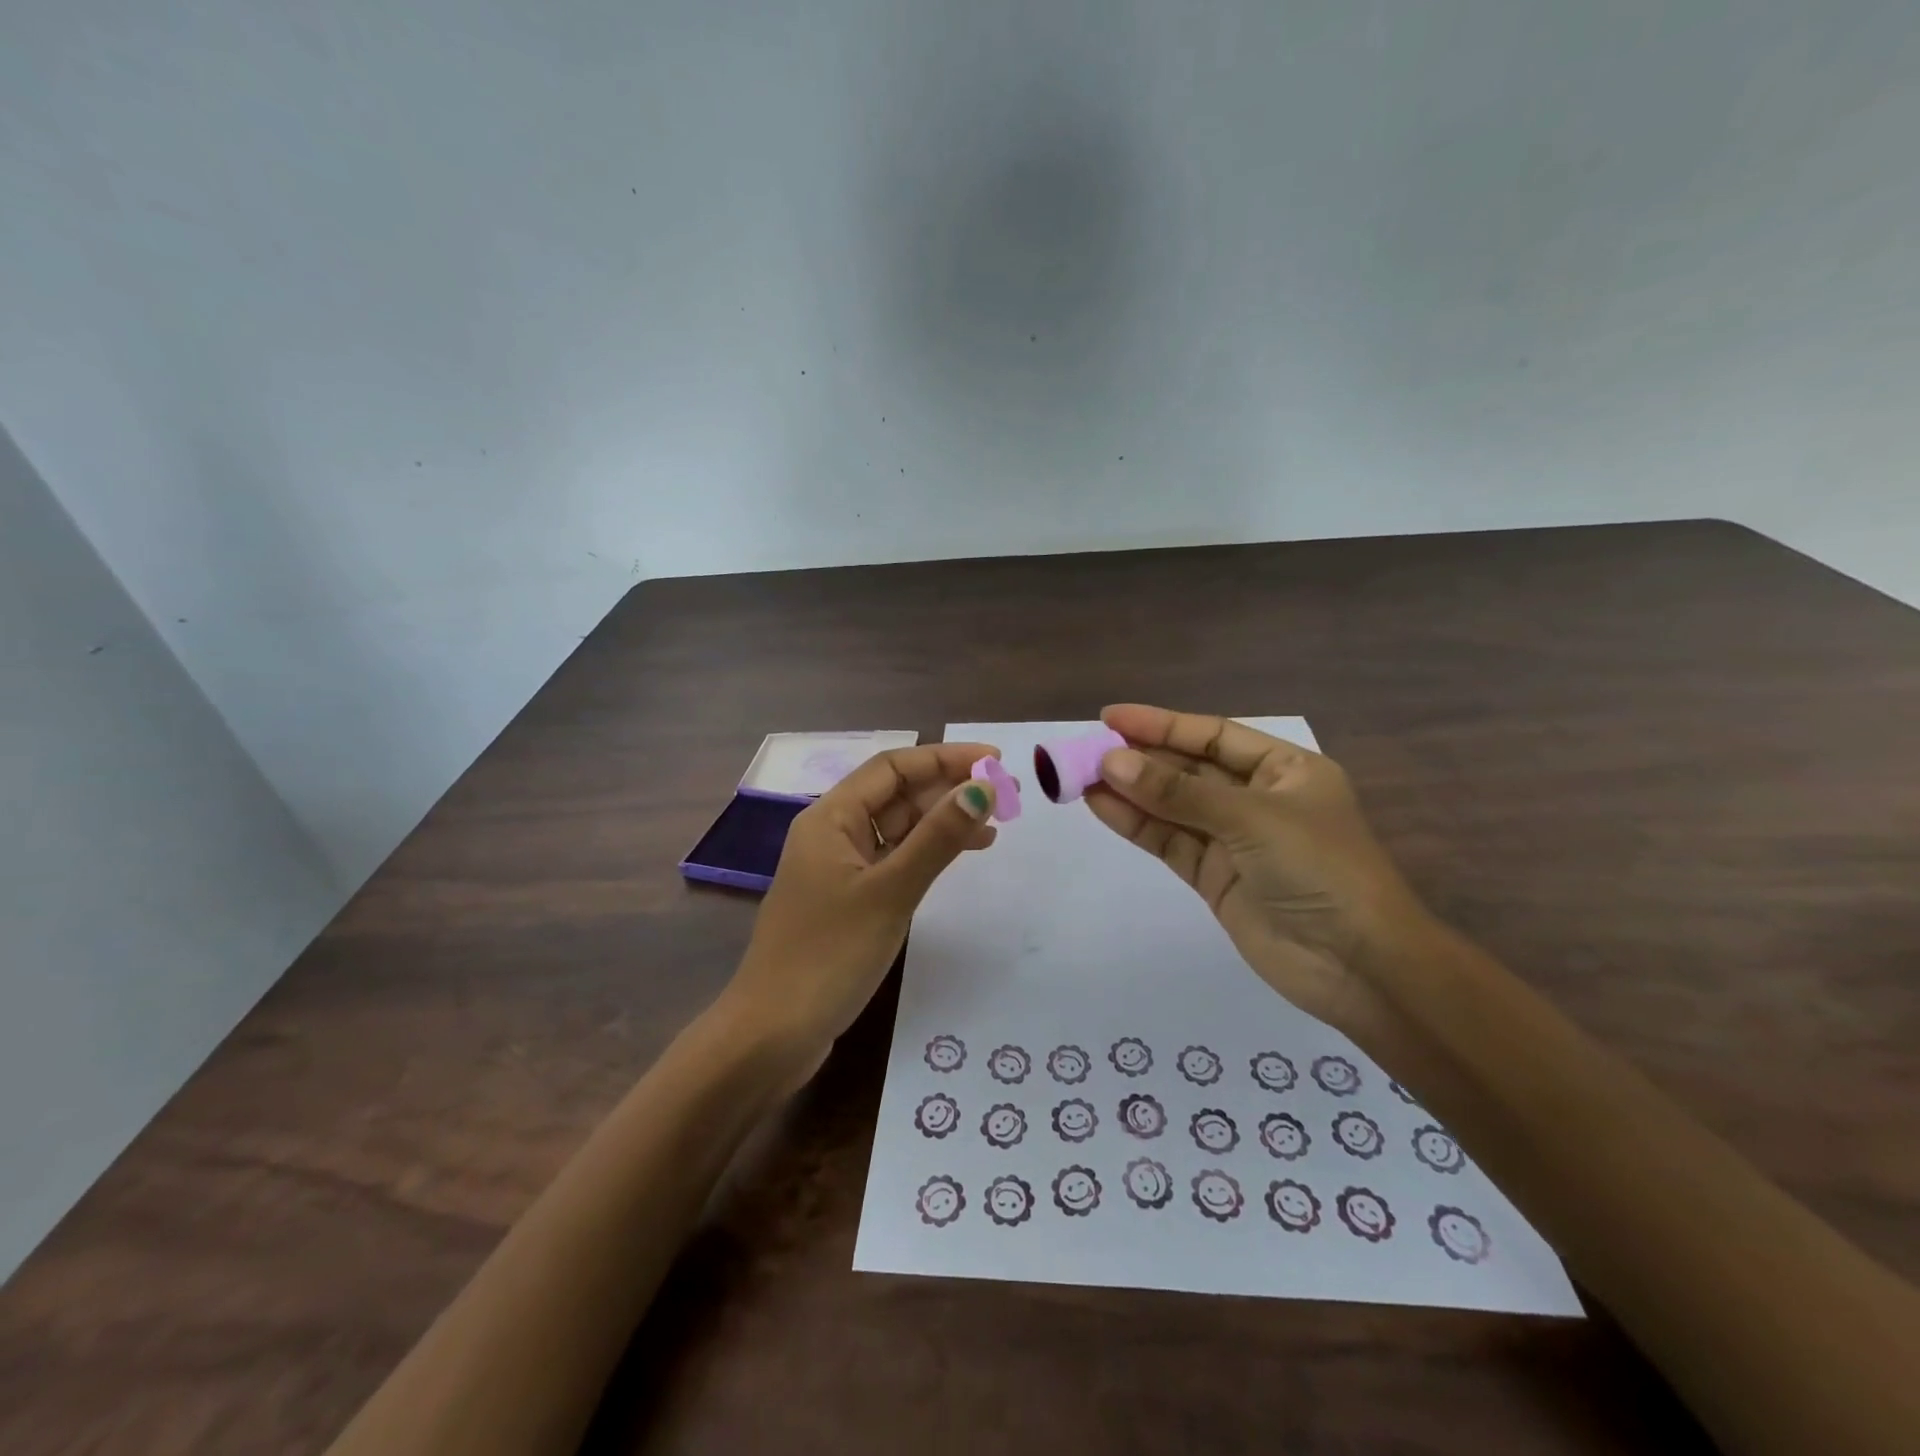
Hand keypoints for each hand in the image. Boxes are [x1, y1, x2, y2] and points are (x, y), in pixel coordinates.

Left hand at [719, 743, 999, 1081]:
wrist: (772, 1034)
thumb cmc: (829, 955)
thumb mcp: (891, 892)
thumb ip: (937, 838)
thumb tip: (982, 789)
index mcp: (830, 817)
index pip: (894, 767)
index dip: (945, 758)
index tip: (995, 761)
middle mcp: (831, 832)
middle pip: (896, 794)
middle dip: (948, 789)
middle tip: (1006, 796)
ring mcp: (838, 868)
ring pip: (896, 828)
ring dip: (941, 822)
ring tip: (994, 827)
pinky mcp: (846, 900)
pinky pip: (891, 860)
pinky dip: (925, 854)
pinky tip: (956, 859)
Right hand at [1084, 704, 1434, 1033]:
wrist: (1358, 966)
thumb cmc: (1320, 870)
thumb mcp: (1251, 819)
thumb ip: (1178, 793)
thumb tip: (1111, 762)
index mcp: (1284, 770)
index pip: (1212, 736)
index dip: (1161, 724)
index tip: (1109, 717)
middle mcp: (1257, 799)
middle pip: (1188, 769)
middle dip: (1140, 758)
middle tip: (1085, 749)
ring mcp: (1234, 840)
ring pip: (1173, 806)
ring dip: (1130, 791)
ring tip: (1080, 775)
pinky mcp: (1215, 877)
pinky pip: (1170, 841)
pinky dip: (1137, 824)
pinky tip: (1100, 806)